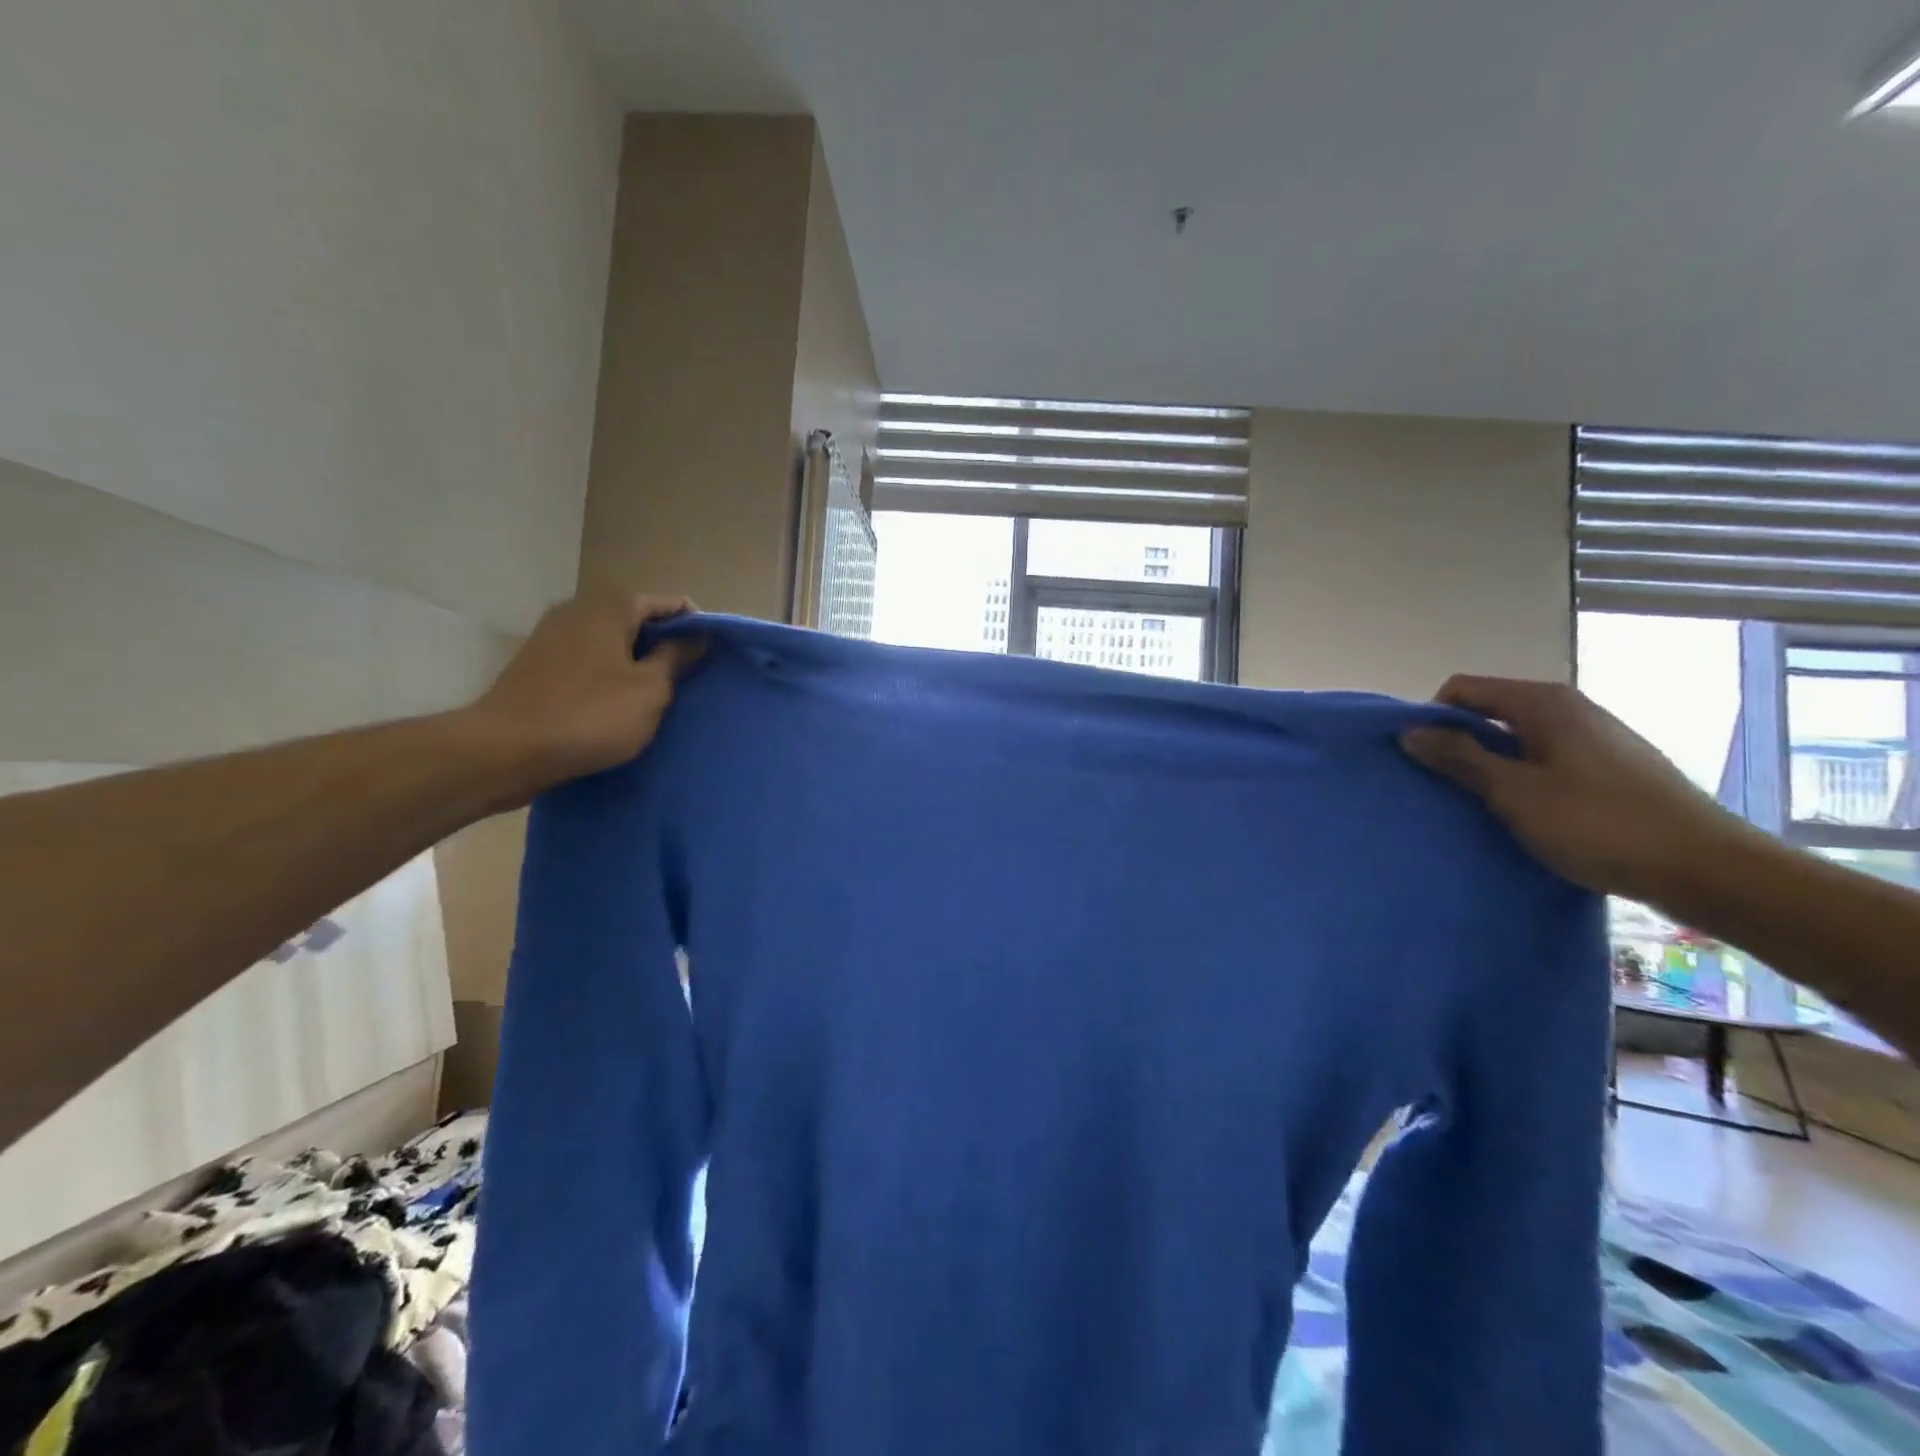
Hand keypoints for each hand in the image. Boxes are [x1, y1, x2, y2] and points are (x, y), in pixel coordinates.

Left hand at [466, 591, 700, 796]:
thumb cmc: (590, 716)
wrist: (506, 751)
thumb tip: (698, 637)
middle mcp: (579, 610)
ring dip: (637, 663)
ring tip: (657, 696)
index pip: (670, 604)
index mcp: (611, 607)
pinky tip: (618, 705)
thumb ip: (676, 658)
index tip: (712, 658)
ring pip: (612, 642)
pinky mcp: (538, 664)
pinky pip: (589, 661)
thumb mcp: (649, 690)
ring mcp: (553, 636)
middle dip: (666, 645)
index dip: (696, 627)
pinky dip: (609, 675)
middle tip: (688, 680)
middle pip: (639, 620)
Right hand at [1400, 675, 1753, 903]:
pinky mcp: (1613, 767)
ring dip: (1491, 765)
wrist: (1707, 869)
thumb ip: (1459, 758)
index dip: (1433, 718)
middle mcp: (1571, 707)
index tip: (1422, 759)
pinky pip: (1548, 759)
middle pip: (1491, 711)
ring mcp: (1597, 736)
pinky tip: (1527, 813)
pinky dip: (1524, 778)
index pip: (1463, 689)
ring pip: (1519, 739)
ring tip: (1481, 804)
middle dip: (1460, 743)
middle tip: (1444, 786)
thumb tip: (1410, 731)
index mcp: (1543, 703)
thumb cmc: (1598, 824)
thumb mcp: (1513, 792)